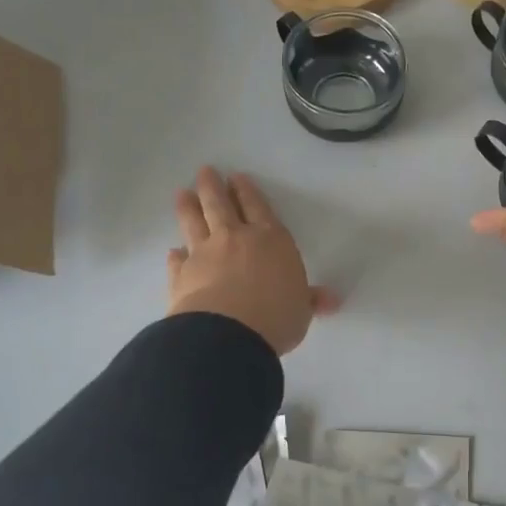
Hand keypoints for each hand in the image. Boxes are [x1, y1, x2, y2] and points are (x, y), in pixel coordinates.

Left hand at [168, 168, 338, 355]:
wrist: (228, 334)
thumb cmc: (276, 316)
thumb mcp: (302, 309)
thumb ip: (311, 300)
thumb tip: (332, 301)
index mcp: (271, 239)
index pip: (257, 207)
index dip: (247, 191)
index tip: (236, 177)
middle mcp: (235, 238)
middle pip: (221, 205)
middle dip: (213, 187)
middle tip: (204, 172)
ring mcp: (205, 254)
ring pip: (194, 223)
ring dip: (188, 207)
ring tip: (182, 194)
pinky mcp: (181, 275)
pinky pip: (177, 260)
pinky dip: (175, 255)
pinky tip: (172, 251)